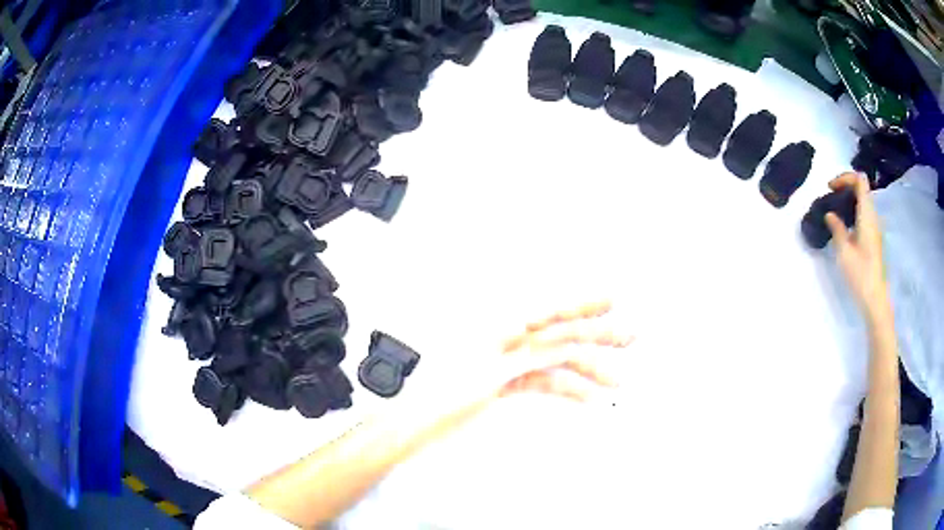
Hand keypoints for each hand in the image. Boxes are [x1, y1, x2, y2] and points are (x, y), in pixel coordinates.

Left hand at [407, 301, 632, 423]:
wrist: (419, 422)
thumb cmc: (441, 395)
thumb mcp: (491, 373)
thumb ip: (531, 356)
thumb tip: (566, 342)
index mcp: (498, 328)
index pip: (549, 311)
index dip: (582, 304)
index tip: (610, 301)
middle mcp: (506, 339)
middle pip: (558, 333)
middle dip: (596, 336)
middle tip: (628, 337)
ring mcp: (508, 361)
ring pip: (555, 360)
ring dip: (586, 370)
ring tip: (616, 379)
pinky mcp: (507, 381)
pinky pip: (542, 381)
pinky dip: (565, 388)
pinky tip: (587, 397)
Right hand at [824, 172, 890, 322]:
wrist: (875, 299)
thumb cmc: (860, 275)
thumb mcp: (844, 252)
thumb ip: (837, 228)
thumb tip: (830, 214)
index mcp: (867, 215)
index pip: (859, 180)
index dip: (845, 177)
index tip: (831, 187)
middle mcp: (873, 216)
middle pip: (862, 188)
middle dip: (845, 186)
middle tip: (830, 196)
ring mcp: (875, 227)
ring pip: (863, 200)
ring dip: (849, 199)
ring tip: (835, 210)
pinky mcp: (874, 237)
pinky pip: (864, 213)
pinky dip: (853, 210)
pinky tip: (844, 224)